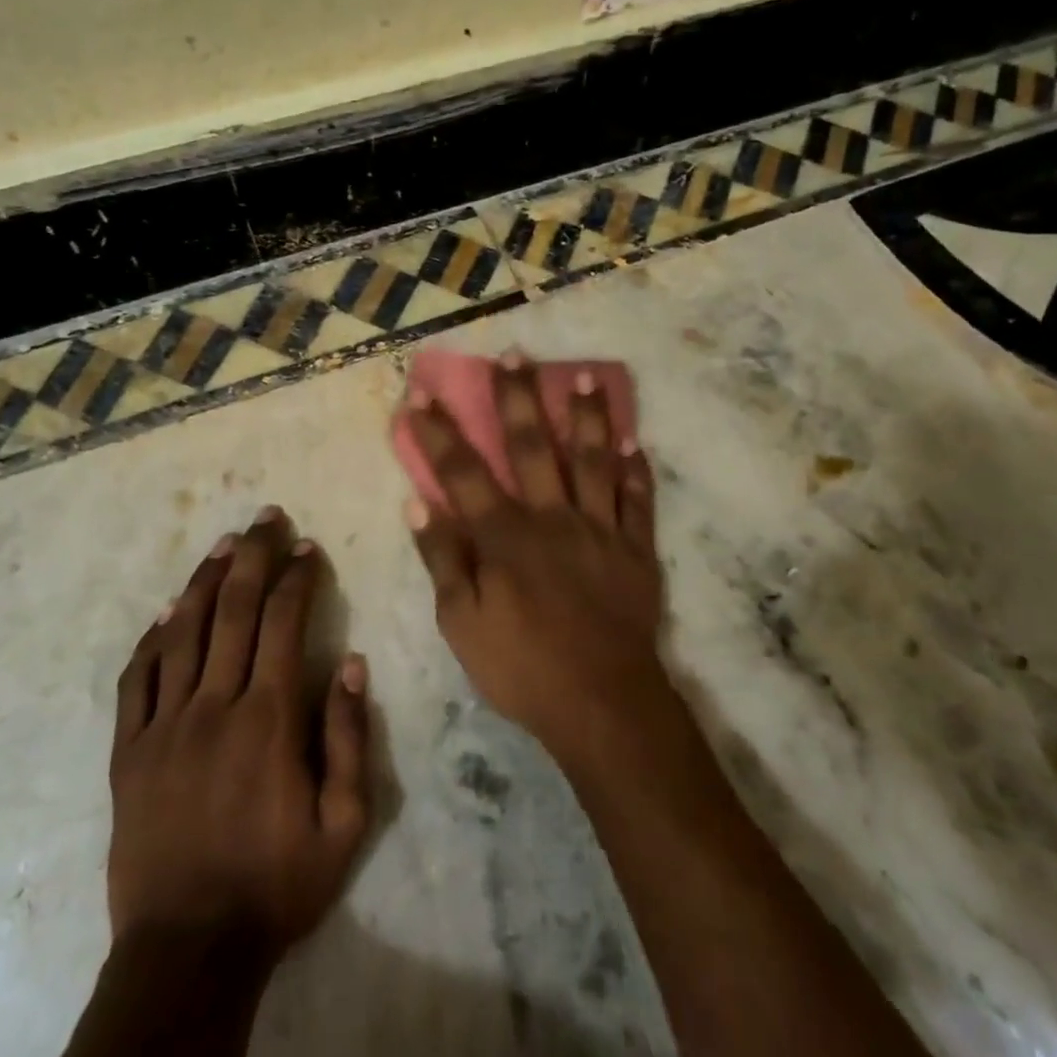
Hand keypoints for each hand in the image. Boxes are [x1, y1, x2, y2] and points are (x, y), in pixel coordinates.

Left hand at [108, 509, 369, 960]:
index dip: (297, 579)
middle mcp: (213, 708)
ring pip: (181, 635)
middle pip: (232, 613)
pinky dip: (151, 641)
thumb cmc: (277, 885)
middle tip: (265, 517)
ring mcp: (163, 728)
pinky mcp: (128, 754)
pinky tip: (164, 614)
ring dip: (202, 582)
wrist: (187, 951)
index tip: (308, 548)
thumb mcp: (344, 824)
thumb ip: (349, 739)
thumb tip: (350, 664)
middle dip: (252, 558)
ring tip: (222, 544)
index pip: (282, 625)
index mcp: (268, 720)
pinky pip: (136, 682)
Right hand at [400, 353, 669, 765]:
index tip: (421, 395)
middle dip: (517, 398)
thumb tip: (419, 503)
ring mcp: (599, 529)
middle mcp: (552, 518)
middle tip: (513, 354)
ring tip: (584, 376)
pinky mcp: (635, 549)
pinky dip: (637, 469)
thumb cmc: (522, 667)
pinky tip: (636, 441)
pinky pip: (638, 500)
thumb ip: (443, 559)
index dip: (439, 433)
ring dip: (587, 416)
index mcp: (505, 537)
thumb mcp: (462, 623)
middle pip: (532, 447)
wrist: (602, 702)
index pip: (463, 473)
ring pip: (593, 459)